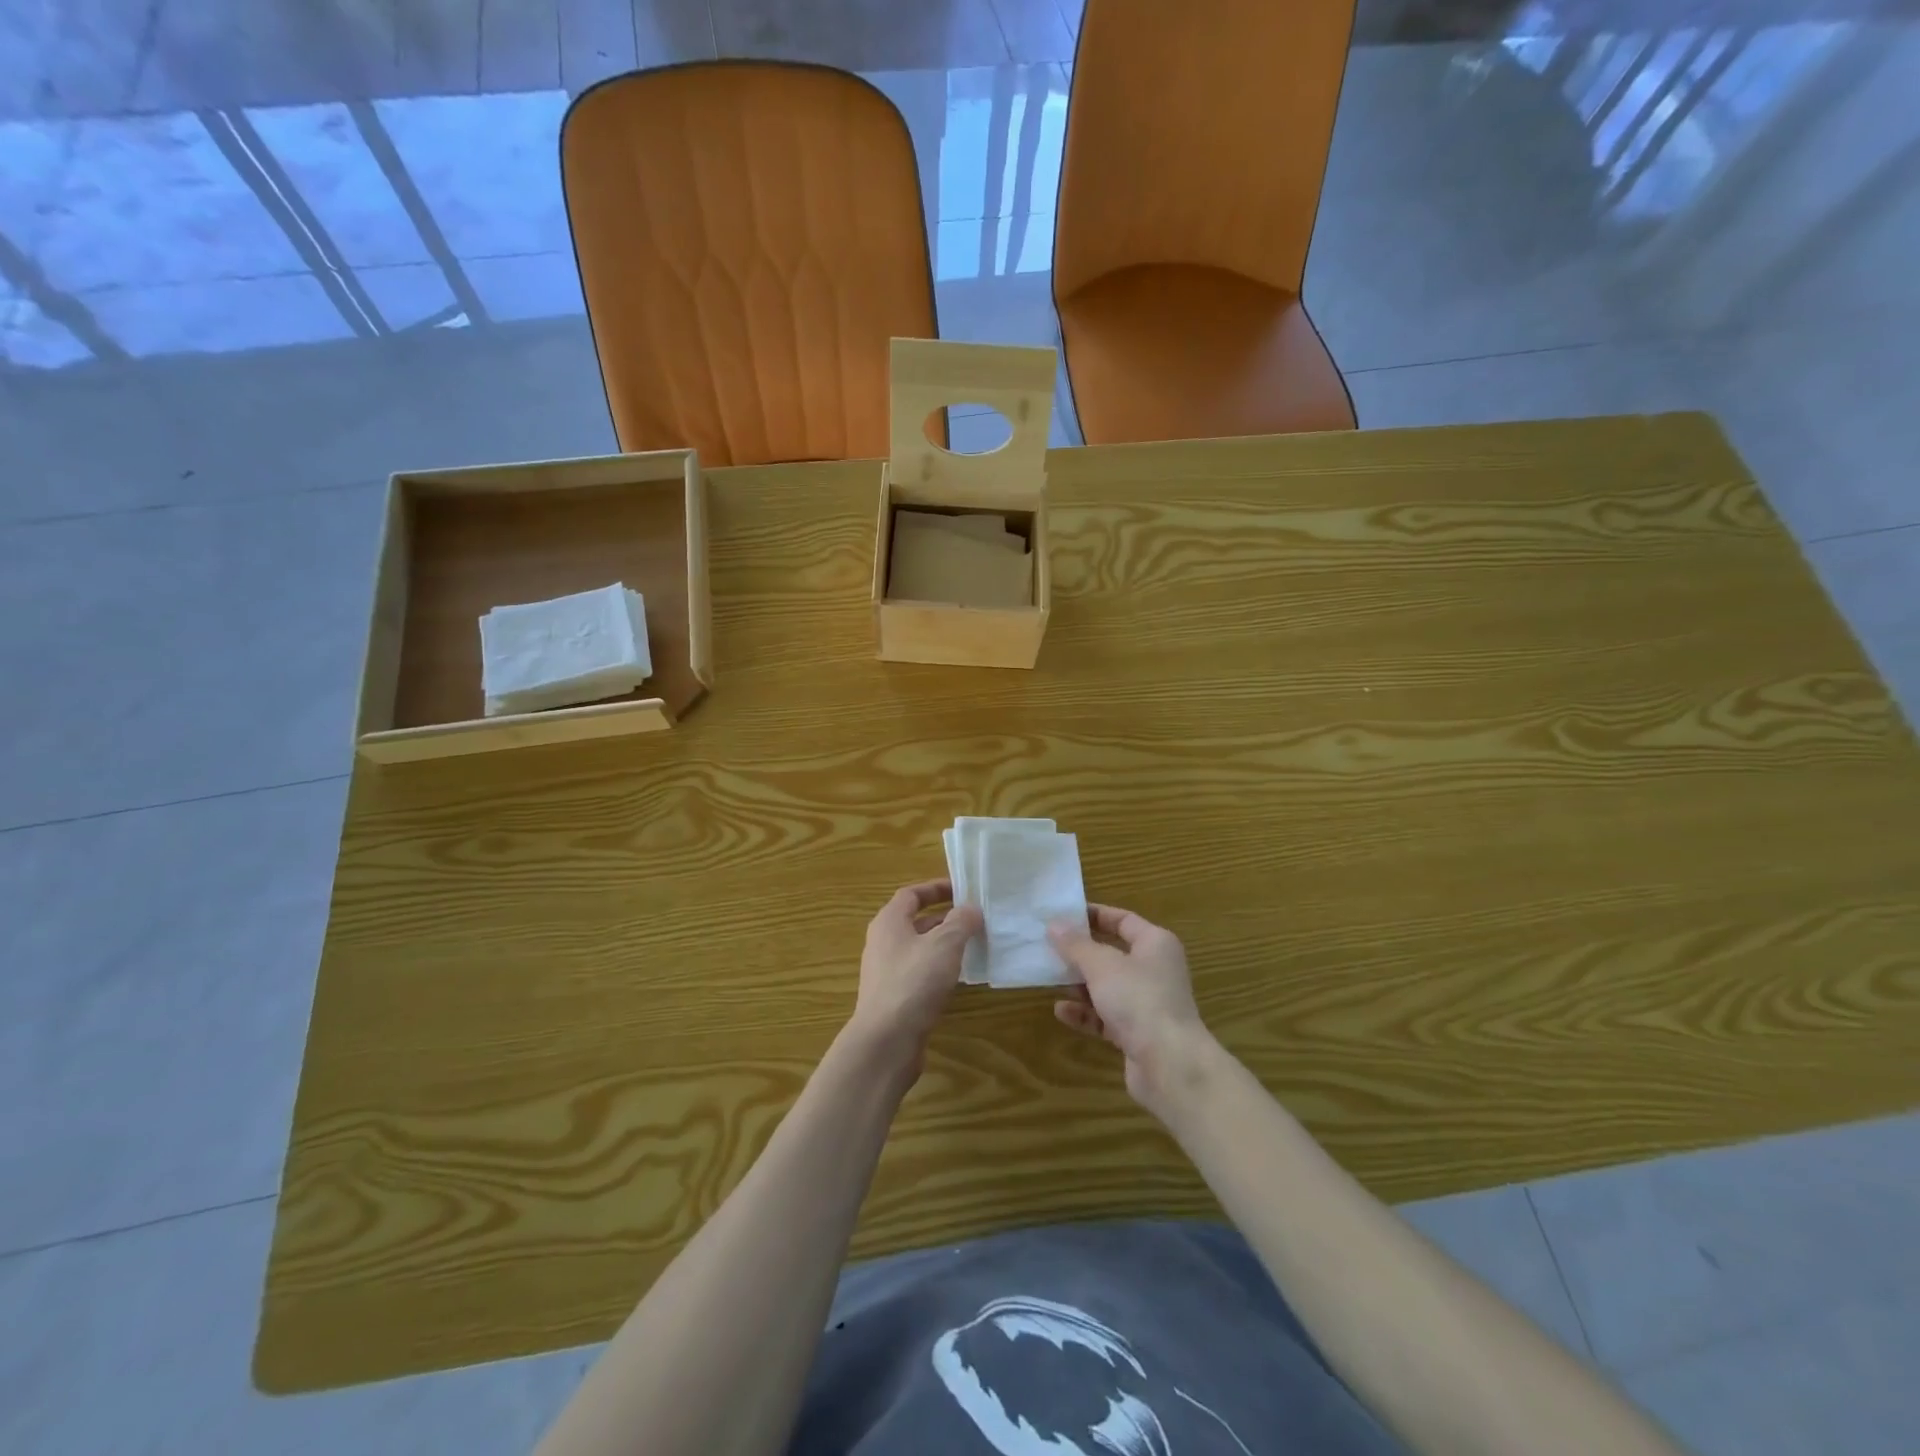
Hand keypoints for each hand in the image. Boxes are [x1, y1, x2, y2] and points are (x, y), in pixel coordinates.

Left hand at [848, 880, 982, 1073]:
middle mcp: (883, 943)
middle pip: (914, 921)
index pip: (911, 894)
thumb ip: (961, 922)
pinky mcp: (893, 998)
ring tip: (973, 945)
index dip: (936, 888)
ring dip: (943, 944)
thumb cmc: (914, 982)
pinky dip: (938, 969)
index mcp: (889, 922)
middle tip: (974, 918)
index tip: (962, 889)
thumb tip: (971, 909)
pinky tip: (959, 979)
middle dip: (944, 917)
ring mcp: (886, 972)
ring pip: (918, 949)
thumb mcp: (944, 945)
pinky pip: (919, 973)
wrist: (886, 1041)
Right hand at [1048, 905, 1217, 1106]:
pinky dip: (1085, 1013)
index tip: (1063, 916)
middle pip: (1113, 954)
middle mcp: (1155, 970)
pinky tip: (1061, 1012)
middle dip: (1081, 954)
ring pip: (1108, 987)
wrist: (1170, 1065)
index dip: (1094, 916)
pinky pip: (1106, 1017)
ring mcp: (1147, 1004)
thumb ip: (1075, 945)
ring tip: (1051, 980)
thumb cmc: (1139, 999)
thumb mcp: (1101, 965)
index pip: (1123, 920)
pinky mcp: (1138, 1034)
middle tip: (1049, 949)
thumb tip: (1054, 924)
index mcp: (1155, 944)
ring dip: (1080, 985)